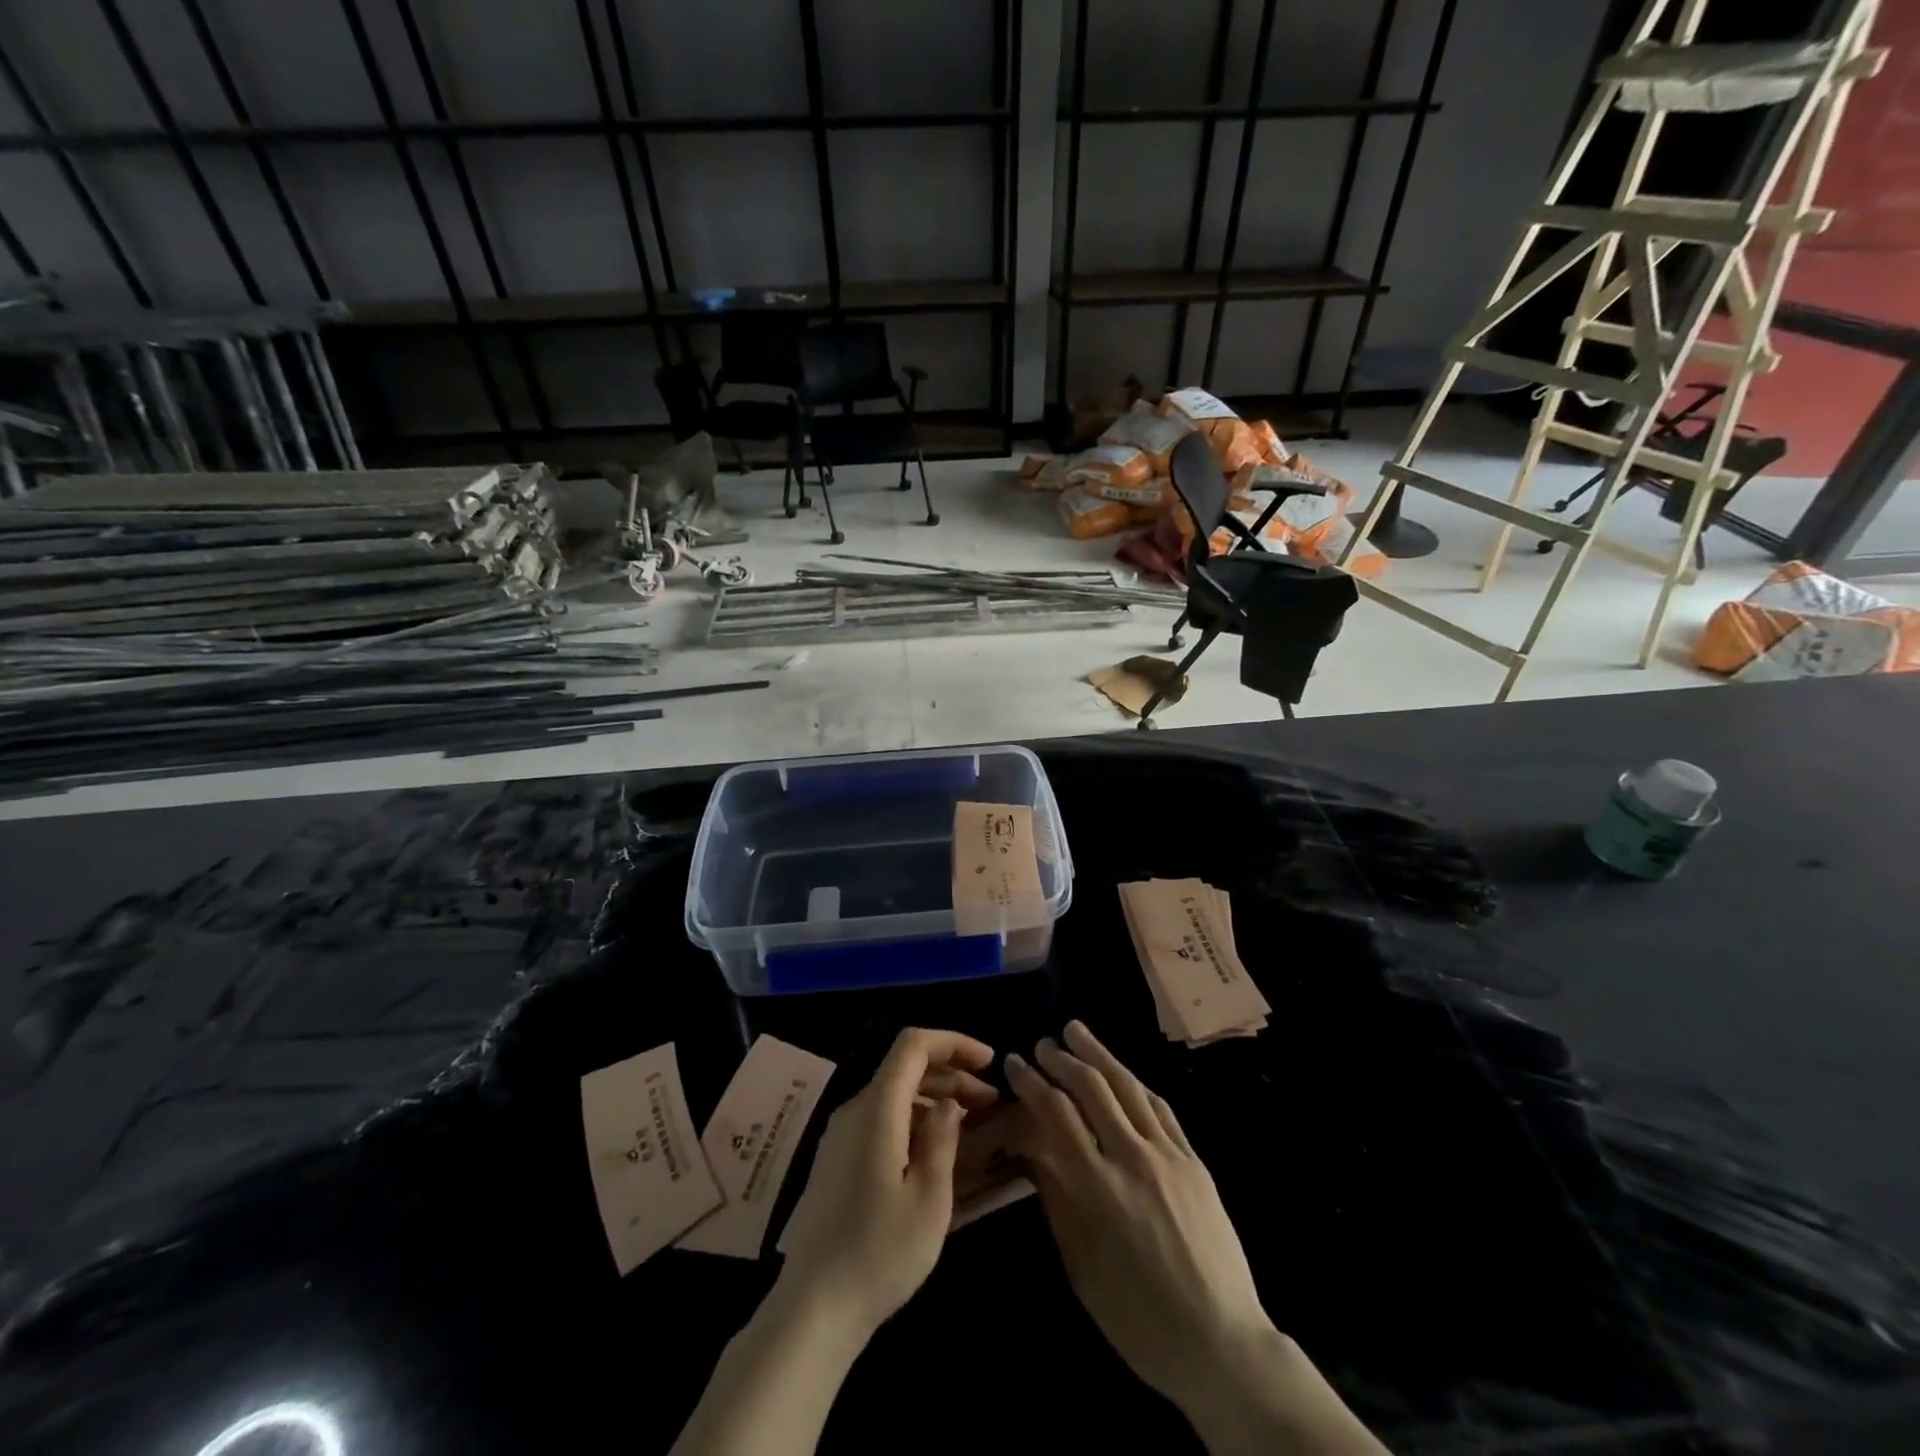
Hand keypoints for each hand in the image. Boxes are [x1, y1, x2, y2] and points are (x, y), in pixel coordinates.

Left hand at [777, 1027, 997, 1336]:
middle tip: (990, 1101)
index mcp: (877, 1110)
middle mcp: (854, 1110)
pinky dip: (913, 1120)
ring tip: (971, 1124)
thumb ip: (942, 1139)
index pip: (913, 1045)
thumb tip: (949, 1104)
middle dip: (951, 1074)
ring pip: (893, 1094)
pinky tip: (936, 1150)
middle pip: (905, 1068)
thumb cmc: (880, 1252)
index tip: (989, 1061)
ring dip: (934, 1098)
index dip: (953, 1042)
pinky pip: (881, 1120)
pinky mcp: (836, 1160)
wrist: (813, 1308)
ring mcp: (840, 1135)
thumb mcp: (930, 1198)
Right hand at [1005, 1021, 1272, 1413]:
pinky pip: (1161, 1108)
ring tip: (1076, 1031)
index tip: (1013, 1063)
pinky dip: (1135, 1083)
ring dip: (1099, 1054)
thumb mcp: (1082, 1267)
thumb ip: (1057, 1199)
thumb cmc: (1139, 1319)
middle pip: (1092, 1089)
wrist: (1221, 1344)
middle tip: (1041, 1044)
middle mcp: (1134, 1159)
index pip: (1057, 1114)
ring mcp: (1170, 1156)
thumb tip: (1033, 1149)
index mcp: (1099, 1189)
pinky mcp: (1194, 1161)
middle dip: (1061, 1059)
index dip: (1032, 1082)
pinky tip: (1122, 1072)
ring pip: (1128, 1087)